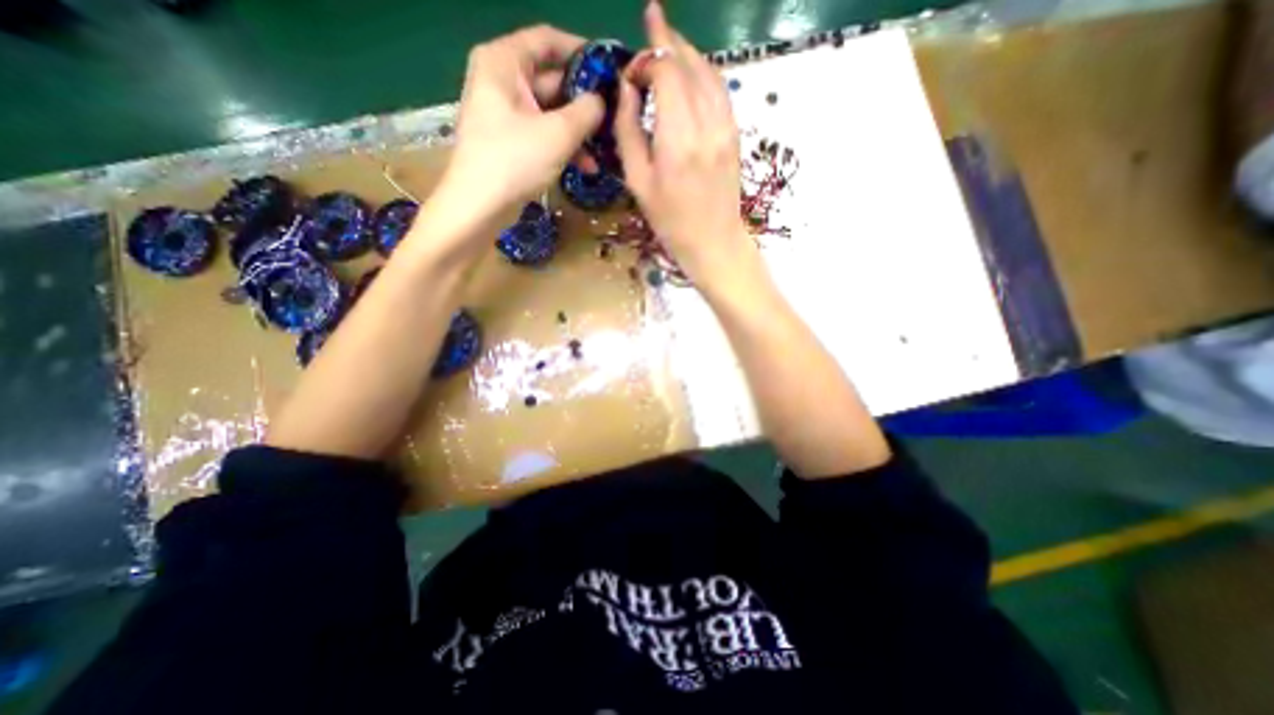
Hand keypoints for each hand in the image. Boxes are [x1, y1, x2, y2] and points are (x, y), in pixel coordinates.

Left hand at [434, 26, 603, 235]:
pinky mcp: (509, 141)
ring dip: (577, 130)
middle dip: (583, 101)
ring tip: (604, 147)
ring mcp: (504, 113)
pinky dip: (562, 145)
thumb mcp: (558, 133)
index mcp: (503, 62)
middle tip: (614, 115)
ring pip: (549, 112)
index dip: (581, 51)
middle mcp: (501, 80)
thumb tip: (601, 101)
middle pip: (551, 79)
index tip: (609, 69)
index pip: (547, 40)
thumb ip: (586, 111)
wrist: (479, 206)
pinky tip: (586, 165)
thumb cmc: (514, 160)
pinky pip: (542, 133)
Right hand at [609, 2, 748, 291]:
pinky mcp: (735, 134)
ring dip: (687, 52)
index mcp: (678, 138)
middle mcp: (706, 124)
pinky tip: (691, 73)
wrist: (713, 241)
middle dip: (667, 40)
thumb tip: (627, 89)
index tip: (632, 73)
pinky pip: (721, 90)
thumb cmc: (670, 220)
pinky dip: (704, 72)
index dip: (647, 59)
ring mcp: (726, 127)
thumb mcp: (638, 181)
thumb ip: (628, 130)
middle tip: (651, 20)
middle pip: (689, 63)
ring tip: (668, 41)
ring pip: (708, 71)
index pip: (666, 71)